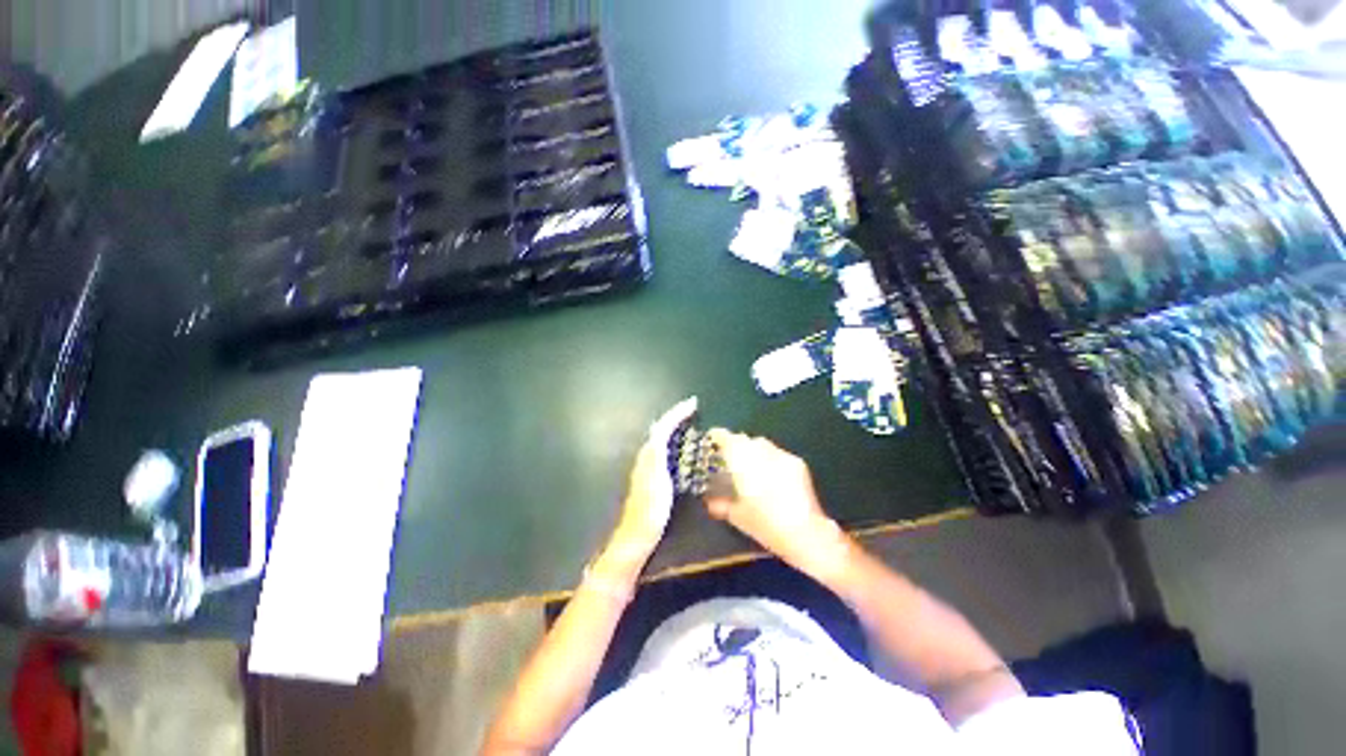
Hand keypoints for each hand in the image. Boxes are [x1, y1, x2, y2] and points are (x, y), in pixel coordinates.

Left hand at [606, 398, 698, 559]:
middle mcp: (647, 455)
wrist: (638, 534)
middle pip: (662, 428)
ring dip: (675, 427)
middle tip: (693, 411)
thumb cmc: (650, 508)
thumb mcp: (655, 478)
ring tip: (691, 423)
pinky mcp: (654, 476)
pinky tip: (683, 448)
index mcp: (649, 453)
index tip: (693, 403)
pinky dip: (675, 441)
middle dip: (677, 416)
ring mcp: (649, 466)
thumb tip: (661, 425)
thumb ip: (656, 451)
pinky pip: (665, 449)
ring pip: (663, 438)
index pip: (663, 424)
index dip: (677, 412)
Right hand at [705, 430, 847, 578]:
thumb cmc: (765, 524)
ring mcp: (782, 455)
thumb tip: (709, 501)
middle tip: (730, 460)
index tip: (711, 442)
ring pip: (762, 444)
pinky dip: (771, 459)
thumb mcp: (737, 517)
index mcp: (743, 461)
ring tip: (752, 468)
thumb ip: (720, 504)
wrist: (806, 533)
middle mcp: (761, 451)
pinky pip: (778, 453)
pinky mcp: (797, 463)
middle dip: (736, 445)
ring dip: (754, 451)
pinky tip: (772, 476)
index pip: (726, 438)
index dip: (717, 437)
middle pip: (744, 438)